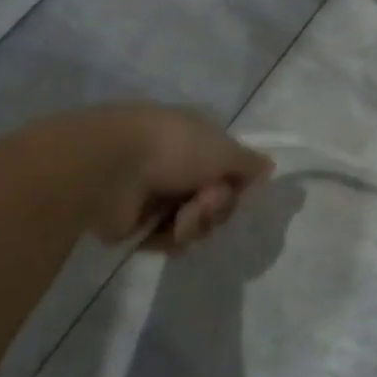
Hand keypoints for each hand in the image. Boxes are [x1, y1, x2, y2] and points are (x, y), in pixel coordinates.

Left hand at [73, 104, 273, 250]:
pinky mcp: (137, 222)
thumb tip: (268, 166)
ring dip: (196, 223)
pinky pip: (169, 239)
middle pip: (216, 198)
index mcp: (195, 137)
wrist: (108, 169)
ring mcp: (156, 192)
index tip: (239, 187)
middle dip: (216, 206)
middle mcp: (177, 162)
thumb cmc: (170, 149)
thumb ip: (248, 163)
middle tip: (203, 203)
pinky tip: (164, 231)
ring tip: (180, 219)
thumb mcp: (222, 149)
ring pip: (195, 222)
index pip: (230, 166)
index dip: (238, 182)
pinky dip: (171, 238)